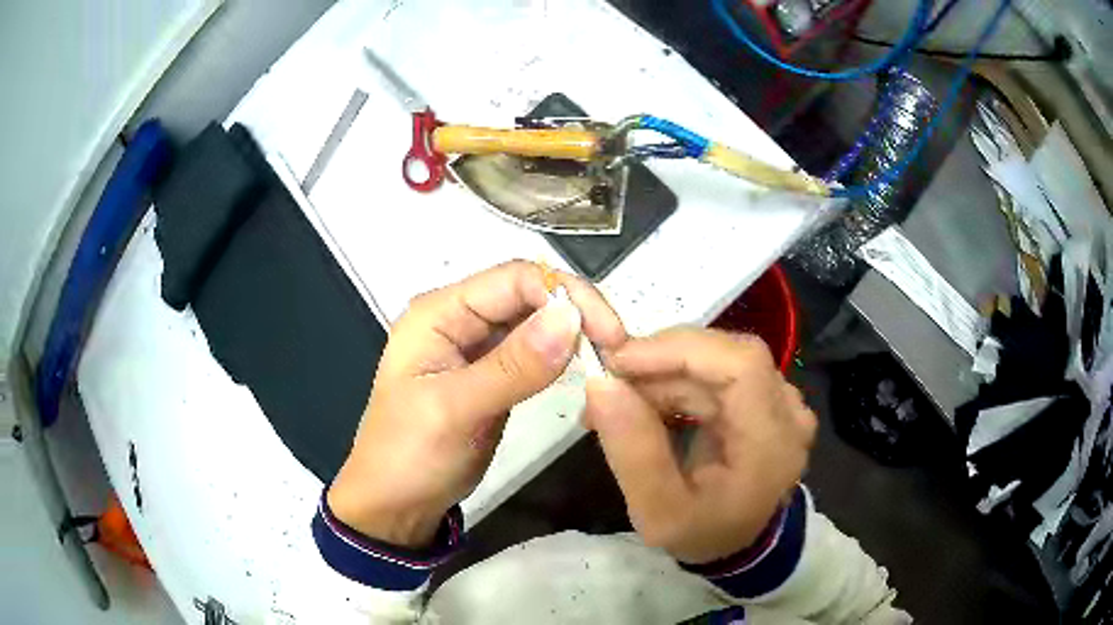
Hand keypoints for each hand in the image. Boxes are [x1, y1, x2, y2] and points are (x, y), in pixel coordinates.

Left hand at [328, 261, 625, 546]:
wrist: (397, 504)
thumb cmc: (409, 455)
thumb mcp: (455, 410)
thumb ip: (513, 366)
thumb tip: (572, 318)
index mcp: (439, 312)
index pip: (514, 279)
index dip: (564, 294)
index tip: (607, 333)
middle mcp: (459, 319)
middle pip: (529, 294)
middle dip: (575, 311)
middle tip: (616, 347)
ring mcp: (478, 347)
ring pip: (536, 321)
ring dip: (573, 332)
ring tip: (609, 357)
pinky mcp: (495, 374)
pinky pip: (535, 351)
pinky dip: (563, 355)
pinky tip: (587, 366)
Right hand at [586, 328, 815, 563]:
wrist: (737, 542)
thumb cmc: (703, 533)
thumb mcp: (659, 513)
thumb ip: (633, 453)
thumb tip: (600, 384)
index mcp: (773, 443)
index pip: (741, 365)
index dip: (680, 350)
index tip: (618, 361)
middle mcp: (787, 411)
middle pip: (724, 356)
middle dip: (658, 363)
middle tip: (606, 386)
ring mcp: (778, 400)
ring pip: (714, 360)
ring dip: (659, 374)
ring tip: (616, 403)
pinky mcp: (762, 396)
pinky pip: (714, 372)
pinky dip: (673, 381)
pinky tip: (643, 404)